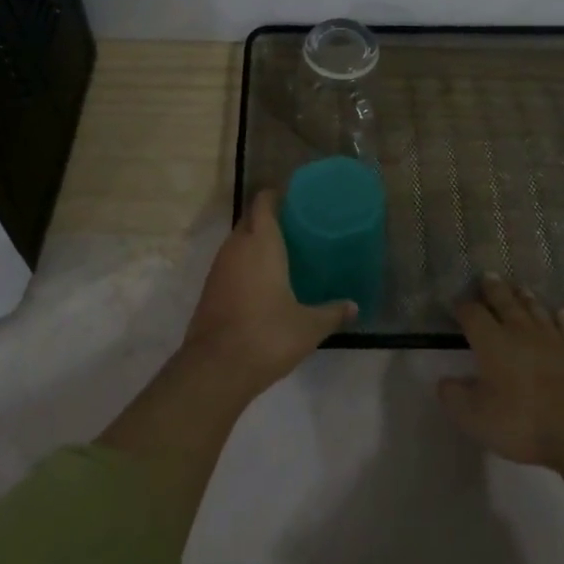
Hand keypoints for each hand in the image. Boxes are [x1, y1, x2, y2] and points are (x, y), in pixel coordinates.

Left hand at [180, 191, 355, 397]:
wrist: (216, 368)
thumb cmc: (268, 335)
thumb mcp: (309, 326)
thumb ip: (332, 312)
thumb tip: (354, 306)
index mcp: (261, 242)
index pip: (263, 202)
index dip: (276, 196)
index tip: (295, 199)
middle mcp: (237, 247)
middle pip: (250, 219)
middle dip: (268, 218)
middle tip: (295, 228)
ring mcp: (218, 268)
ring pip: (237, 242)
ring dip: (254, 242)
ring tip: (281, 253)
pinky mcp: (209, 289)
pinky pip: (230, 263)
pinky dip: (244, 264)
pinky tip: (262, 281)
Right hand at [438, 277, 563, 467]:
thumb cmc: (520, 419)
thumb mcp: (475, 416)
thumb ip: (455, 397)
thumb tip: (444, 382)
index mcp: (490, 341)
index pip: (472, 314)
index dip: (463, 307)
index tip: (456, 303)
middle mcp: (519, 331)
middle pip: (504, 302)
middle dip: (494, 289)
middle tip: (488, 276)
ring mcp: (550, 340)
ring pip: (535, 310)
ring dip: (525, 298)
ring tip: (519, 287)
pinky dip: (562, 319)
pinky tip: (561, 313)